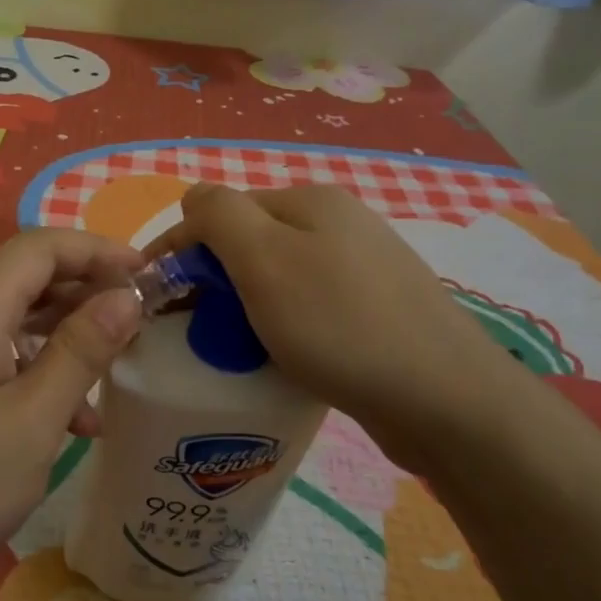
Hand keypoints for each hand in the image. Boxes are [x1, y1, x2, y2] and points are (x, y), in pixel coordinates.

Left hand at [0, 229, 143, 594]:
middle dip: (85, 292)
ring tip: (110, 376)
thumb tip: (126, 297)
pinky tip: (66, 421)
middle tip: (137, 321)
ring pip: (12, 320)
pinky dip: (32, 370)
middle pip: (26, 277)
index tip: (148, 273)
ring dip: (62, 338)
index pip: (41, 246)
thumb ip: (81, 351)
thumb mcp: (33, 420)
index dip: (98, 250)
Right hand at [148, 183, 520, 470]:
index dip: (180, 250)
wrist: (446, 400)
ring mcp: (362, 267)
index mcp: (309, 200)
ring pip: (276, 277)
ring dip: (243, 305)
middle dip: (212, 279)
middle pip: (249, 242)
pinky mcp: (376, 310)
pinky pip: (306, 307)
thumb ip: (217, 214)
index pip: (219, 211)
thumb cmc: (340, 325)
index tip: (154, 299)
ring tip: (232, 348)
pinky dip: (279, 326)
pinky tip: (280, 356)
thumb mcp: (263, 258)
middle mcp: (338, 222)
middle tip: (193, 330)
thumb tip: (193, 199)